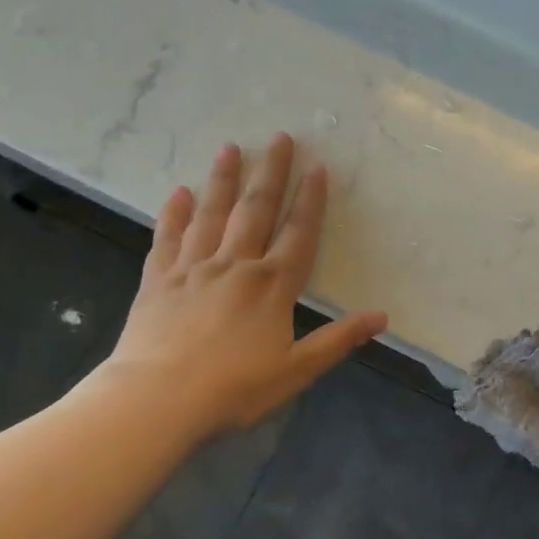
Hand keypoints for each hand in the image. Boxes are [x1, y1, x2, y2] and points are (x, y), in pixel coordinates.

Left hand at [100, 133, 387, 438]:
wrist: (156, 401)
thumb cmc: (233, 389)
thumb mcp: (297, 370)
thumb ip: (338, 339)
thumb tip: (382, 317)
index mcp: (272, 286)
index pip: (298, 233)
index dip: (310, 200)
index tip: (317, 167)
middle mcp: (235, 265)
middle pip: (255, 211)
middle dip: (271, 173)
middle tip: (280, 137)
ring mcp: (193, 269)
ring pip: (212, 214)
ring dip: (224, 180)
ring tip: (231, 147)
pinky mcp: (158, 280)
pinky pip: (168, 238)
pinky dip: (174, 214)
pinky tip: (179, 192)